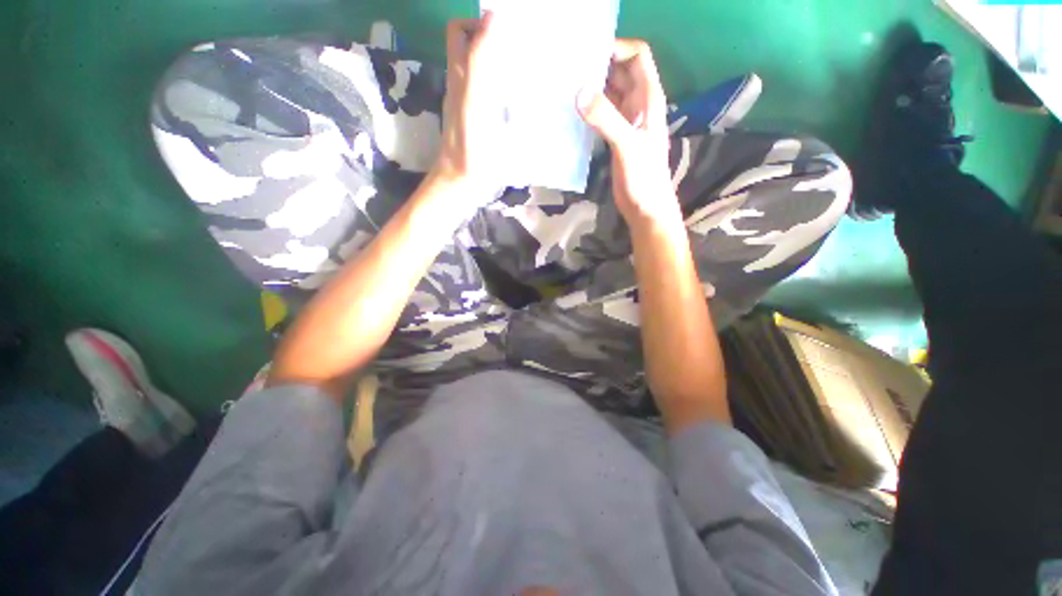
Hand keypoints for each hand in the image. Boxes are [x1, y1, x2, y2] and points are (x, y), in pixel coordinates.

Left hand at [430, 13, 503, 210]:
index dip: (482, 23)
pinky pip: (491, 95)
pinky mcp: (481, 125)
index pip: (462, 32)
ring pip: (483, 71)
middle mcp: (463, 85)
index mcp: (460, 75)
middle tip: (521, 51)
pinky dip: (505, 88)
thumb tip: (493, 16)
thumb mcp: (474, 102)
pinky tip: (521, 98)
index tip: (511, 33)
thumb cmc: (471, 149)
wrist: (464, 184)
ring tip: (528, 70)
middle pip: (472, 49)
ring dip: (503, 64)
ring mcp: (472, 106)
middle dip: (494, 41)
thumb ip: (479, 61)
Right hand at [577, 40, 680, 228]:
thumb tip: (579, 92)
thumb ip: (606, 119)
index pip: (637, 57)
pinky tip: (572, 111)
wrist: (645, 208)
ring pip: (609, 93)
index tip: (588, 53)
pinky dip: (589, 109)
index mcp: (648, 99)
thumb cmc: (644, 178)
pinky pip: (602, 114)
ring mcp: (626, 122)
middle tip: (569, 67)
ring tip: (566, 85)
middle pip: (620, 72)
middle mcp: (638, 105)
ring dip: (592, 87)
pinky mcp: (615, 137)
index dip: (617, 48)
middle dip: (598, 65)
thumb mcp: (627, 146)